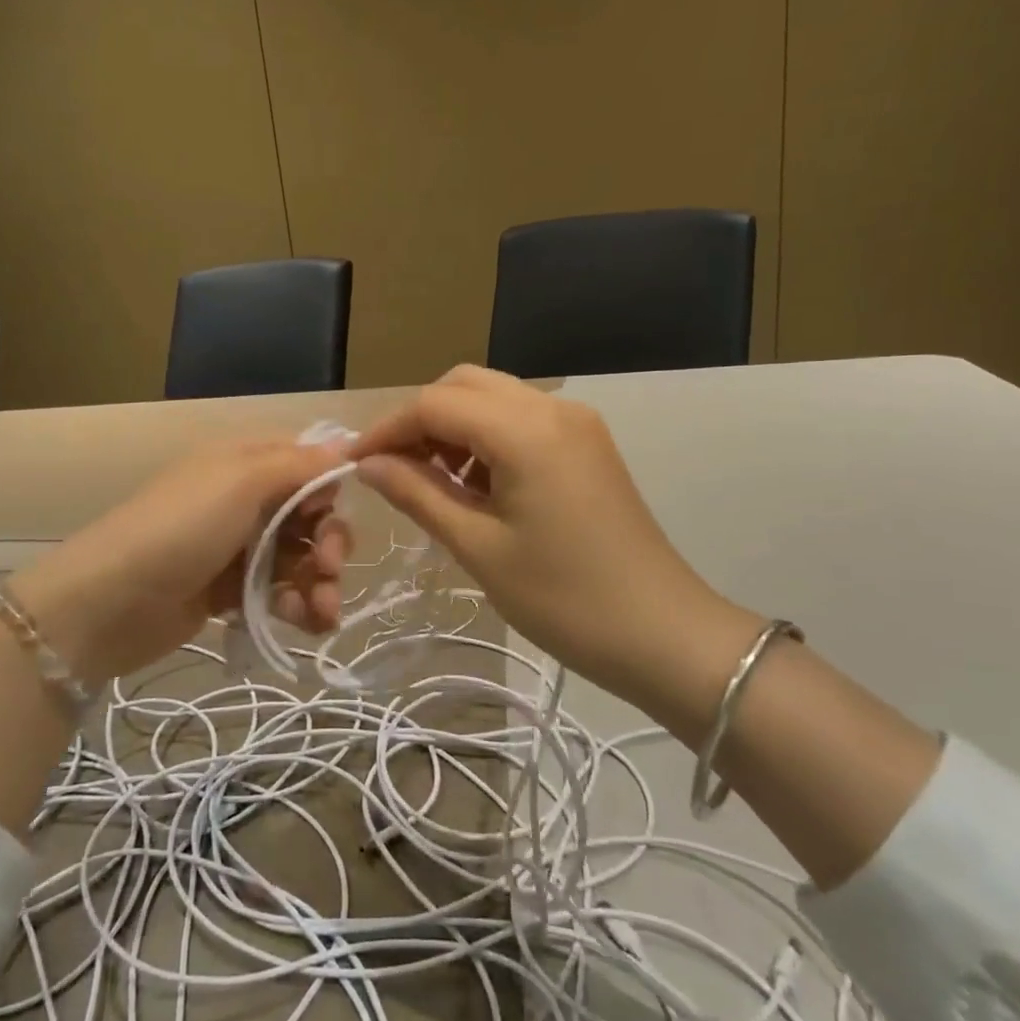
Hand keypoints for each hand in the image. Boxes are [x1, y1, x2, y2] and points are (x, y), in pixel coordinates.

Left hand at [8, 438, 352, 682]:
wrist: (109, 603)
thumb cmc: (180, 529)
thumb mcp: (240, 481)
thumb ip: (297, 465)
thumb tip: (346, 450)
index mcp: (243, 462)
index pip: (304, 463)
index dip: (328, 487)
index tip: (331, 511)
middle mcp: (243, 500)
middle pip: (308, 515)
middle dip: (329, 541)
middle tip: (328, 567)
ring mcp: (236, 548)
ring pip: (298, 558)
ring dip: (320, 583)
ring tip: (322, 612)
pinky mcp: (230, 592)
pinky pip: (279, 593)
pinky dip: (298, 606)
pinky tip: (306, 623)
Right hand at [350, 366, 761, 722]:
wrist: (664, 635)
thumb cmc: (564, 598)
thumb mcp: (478, 548)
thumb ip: (418, 494)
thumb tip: (368, 464)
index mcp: (525, 430)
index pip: (434, 403)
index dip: (388, 428)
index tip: (355, 464)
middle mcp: (552, 408)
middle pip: (464, 385)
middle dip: (420, 420)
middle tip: (393, 470)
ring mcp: (576, 423)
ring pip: (493, 398)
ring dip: (452, 427)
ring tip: (430, 481)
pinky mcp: (587, 444)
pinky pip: (521, 420)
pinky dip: (485, 438)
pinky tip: (474, 483)